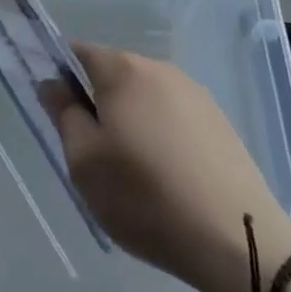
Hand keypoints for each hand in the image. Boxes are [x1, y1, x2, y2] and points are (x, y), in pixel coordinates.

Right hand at [48, 43, 290, 291]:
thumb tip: (52, 83)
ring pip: (146, 96)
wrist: (238, 239)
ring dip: (132, 120)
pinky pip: (175, 117)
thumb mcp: (85, 162)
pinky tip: (169, 179)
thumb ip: (64, 114)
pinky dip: (163, 136)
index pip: (79, 53)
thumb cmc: (146, 197)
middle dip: (99, 102)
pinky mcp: (219, 121)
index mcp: (123, 70)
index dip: (62, 76)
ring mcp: (194, 93)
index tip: (59, 113)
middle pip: (114, 74)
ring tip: (134, 173)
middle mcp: (159, 68)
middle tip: (94, 153)